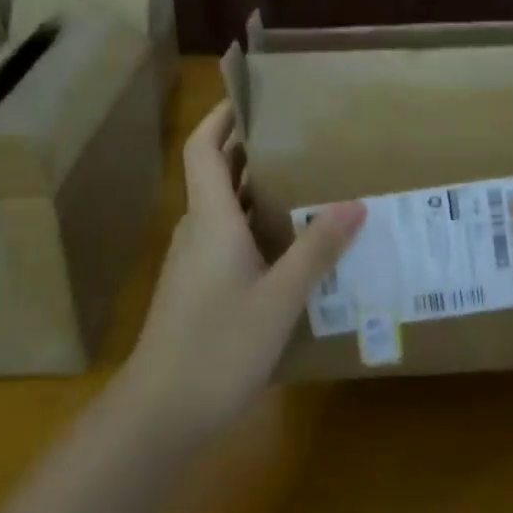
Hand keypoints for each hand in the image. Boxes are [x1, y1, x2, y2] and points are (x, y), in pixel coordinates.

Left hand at [122, 101, 364, 444]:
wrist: (158, 415)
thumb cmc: (217, 347)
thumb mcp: (280, 299)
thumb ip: (316, 250)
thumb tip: (354, 203)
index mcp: (210, 218)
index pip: (203, 148)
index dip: (222, 116)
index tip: (254, 97)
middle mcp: (197, 229)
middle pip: (216, 171)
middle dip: (251, 147)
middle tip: (300, 137)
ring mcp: (192, 261)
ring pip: (223, 207)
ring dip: (256, 187)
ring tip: (306, 181)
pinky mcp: (195, 287)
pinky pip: (226, 236)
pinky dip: (254, 223)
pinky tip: (288, 243)